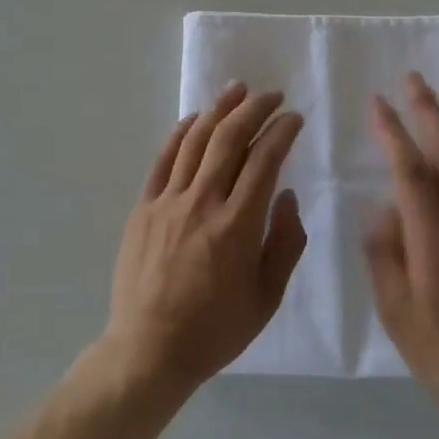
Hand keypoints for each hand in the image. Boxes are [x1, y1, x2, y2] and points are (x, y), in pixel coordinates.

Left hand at [102, 83, 306, 394]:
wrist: (149, 350)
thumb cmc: (215, 329)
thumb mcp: (267, 298)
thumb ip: (285, 243)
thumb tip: (287, 196)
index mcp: (238, 225)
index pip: (264, 160)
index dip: (282, 132)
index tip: (294, 118)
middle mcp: (203, 202)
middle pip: (230, 138)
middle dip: (255, 109)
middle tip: (272, 95)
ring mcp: (169, 201)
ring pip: (196, 140)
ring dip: (219, 109)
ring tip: (237, 89)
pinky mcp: (144, 206)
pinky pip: (164, 158)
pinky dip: (181, 133)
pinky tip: (195, 119)